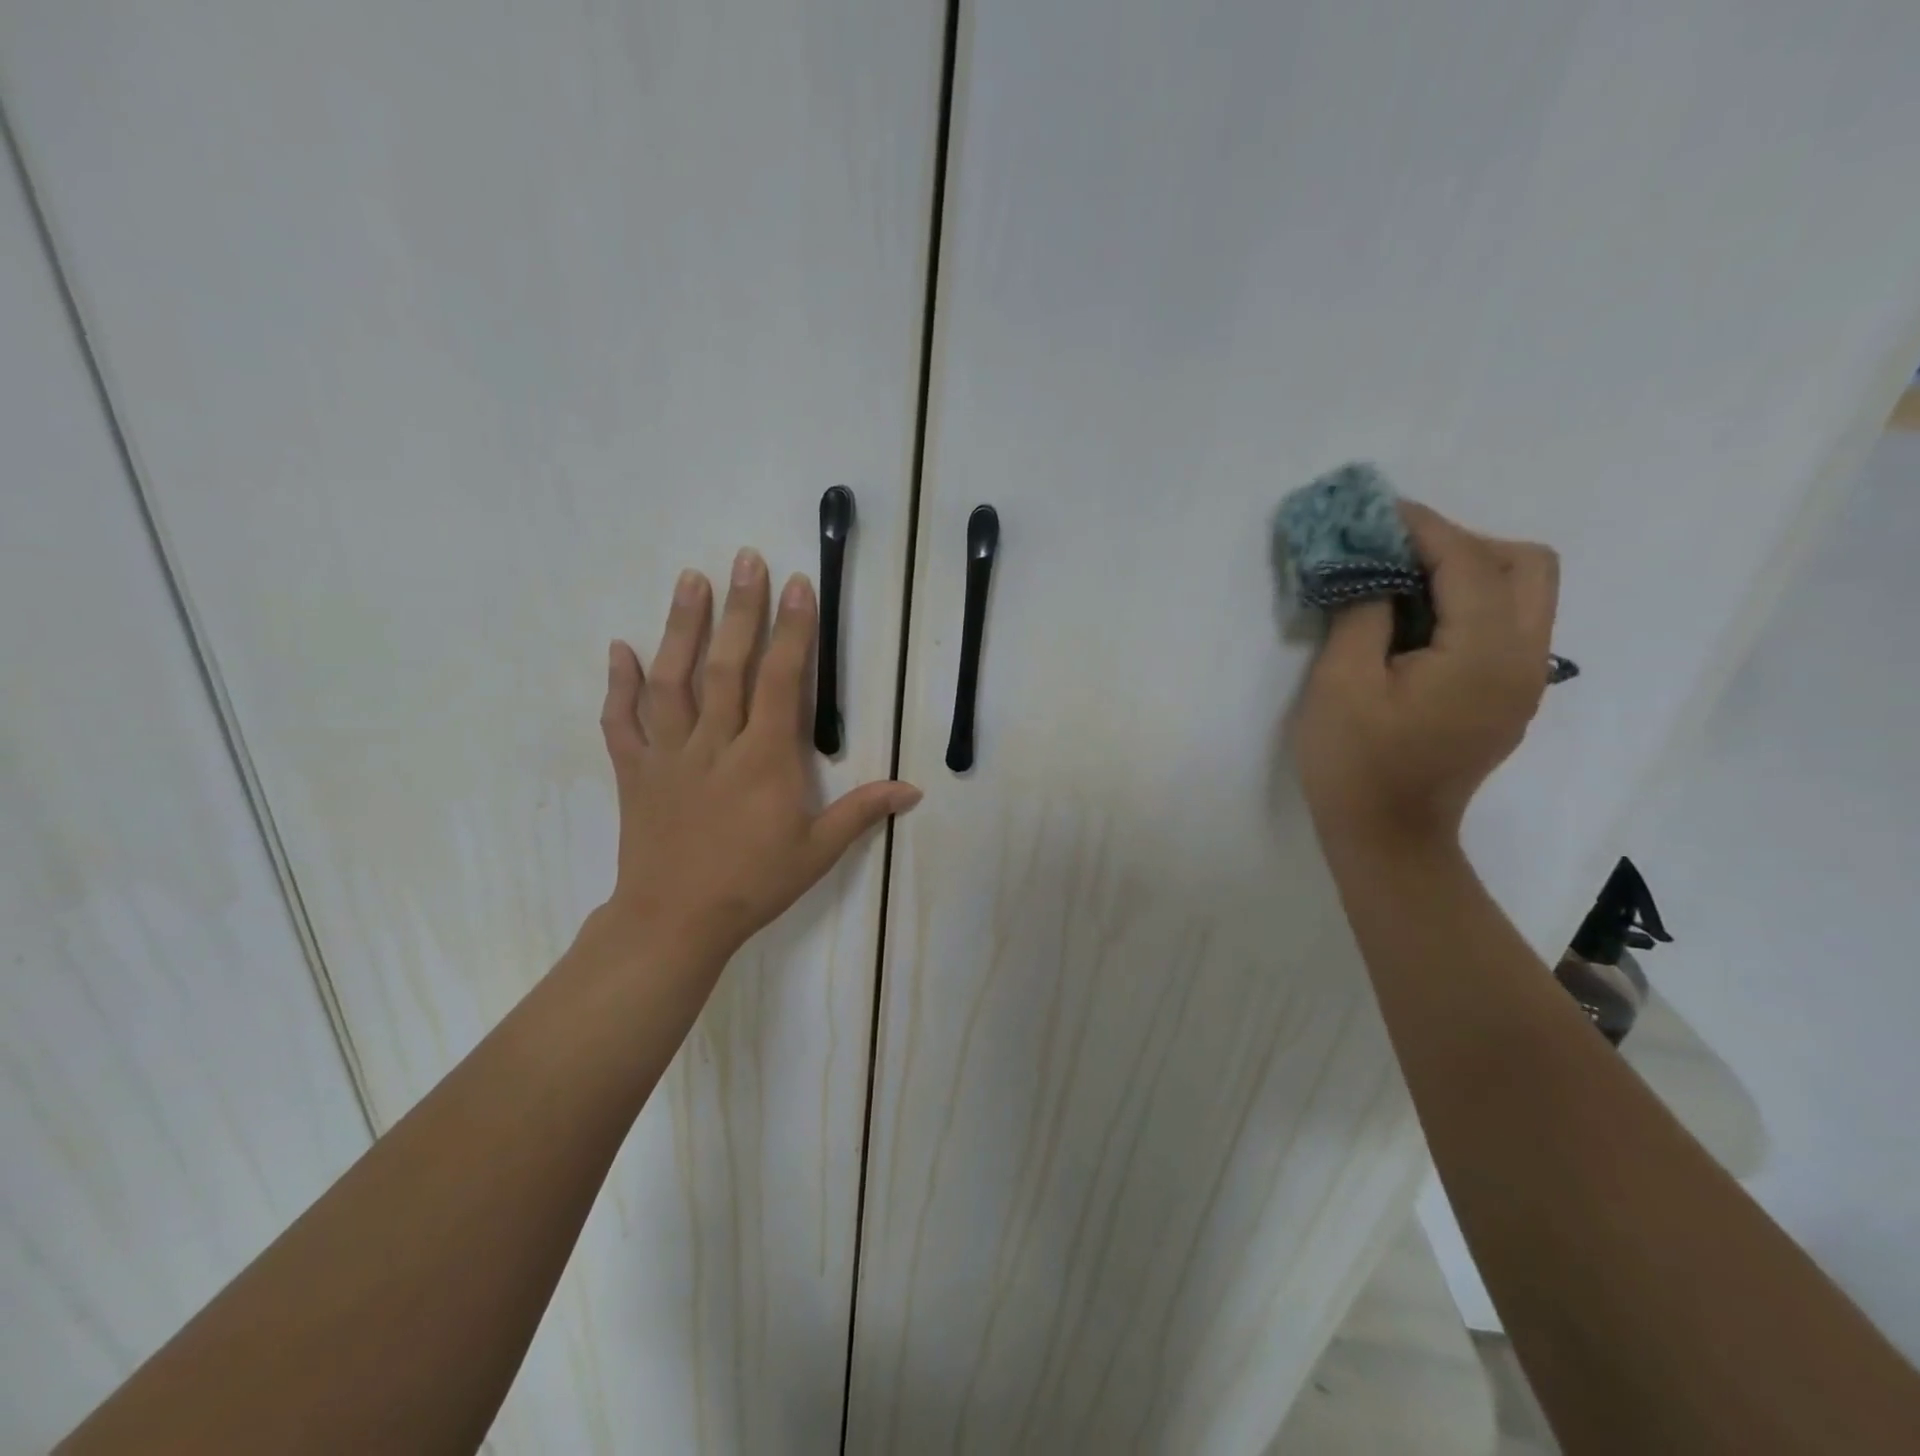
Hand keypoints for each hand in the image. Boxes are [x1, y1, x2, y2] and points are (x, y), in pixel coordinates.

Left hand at [597, 548, 921, 969]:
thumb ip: (861, 812)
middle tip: (745, 558)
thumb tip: (913, 790)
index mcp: (764, 759)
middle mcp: (715, 744)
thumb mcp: (817, 852)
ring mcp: (669, 755)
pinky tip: (619, 647)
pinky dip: (618, 684)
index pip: (782, 681)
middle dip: (741, 609)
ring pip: (673, 680)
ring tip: (690, 579)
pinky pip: (621, 722)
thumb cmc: (753, 884)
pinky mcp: (635, 772)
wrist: (675, 922)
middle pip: (727, 665)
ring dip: (680, 627)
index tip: (797, 585)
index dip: (792, 630)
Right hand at [1292, 502, 1557, 846]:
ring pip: (1525, 594)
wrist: (1387, 837)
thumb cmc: (1355, 763)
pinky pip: (1508, 626)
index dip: (1424, 527)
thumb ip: (1363, 612)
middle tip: (1397, 552)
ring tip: (1403, 582)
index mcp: (1485, 654)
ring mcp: (1524, 682)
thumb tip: (1372, 567)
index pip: (1470, 562)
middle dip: (1462, 543)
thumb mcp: (1340, 683)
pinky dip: (1471, 604)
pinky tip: (1417, 623)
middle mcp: (1525, 660)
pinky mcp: (1509, 697)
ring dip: (1470, 571)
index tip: (1378, 510)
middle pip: (1525, 565)